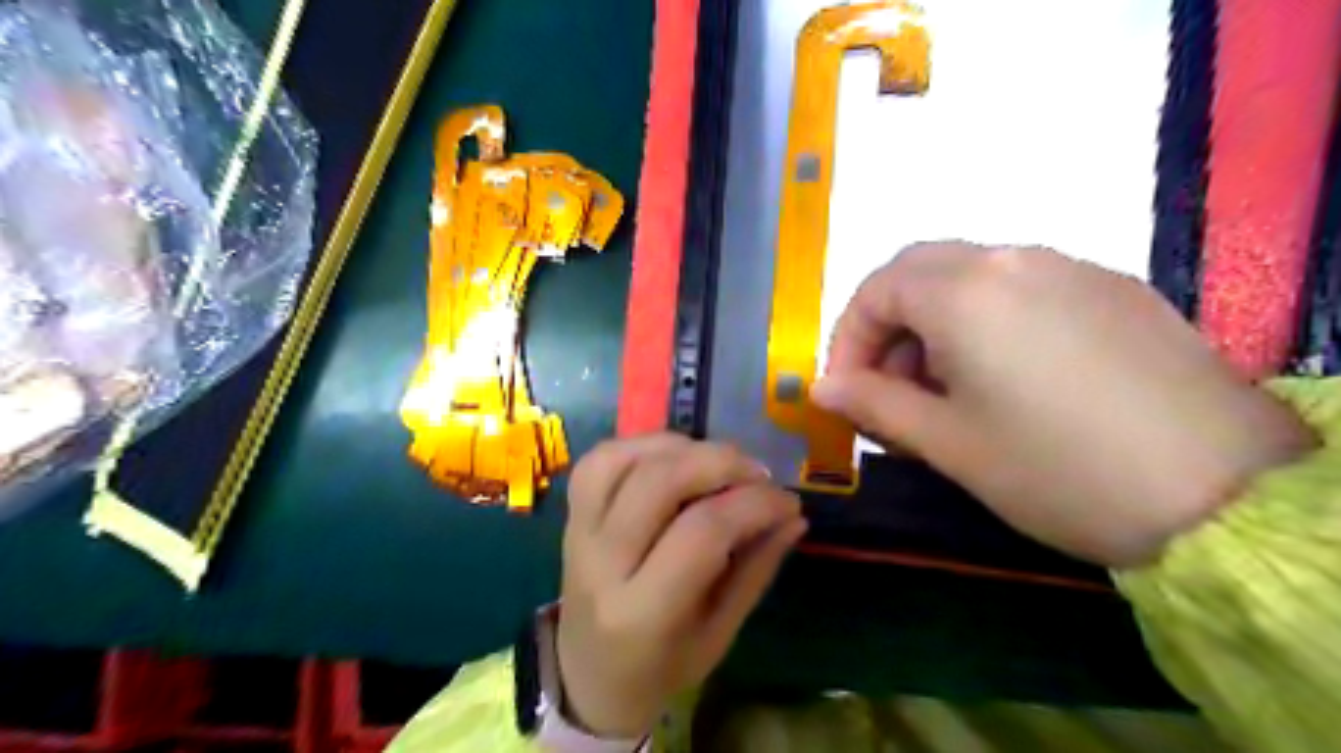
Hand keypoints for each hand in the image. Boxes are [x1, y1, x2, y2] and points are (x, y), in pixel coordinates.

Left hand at [559, 433, 805, 737]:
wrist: (589, 676)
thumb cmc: (662, 666)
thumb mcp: (720, 633)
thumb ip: (756, 569)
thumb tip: (794, 515)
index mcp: (643, 612)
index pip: (703, 532)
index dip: (754, 504)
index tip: (788, 501)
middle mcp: (601, 564)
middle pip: (660, 482)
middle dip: (721, 462)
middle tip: (758, 474)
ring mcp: (578, 533)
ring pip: (624, 460)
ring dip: (682, 447)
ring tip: (718, 462)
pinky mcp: (570, 514)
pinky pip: (600, 458)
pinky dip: (644, 445)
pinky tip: (677, 456)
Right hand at [813, 240, 1316, 563]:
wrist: (1224, 494)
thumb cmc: (1055, 468)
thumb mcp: (946, 442)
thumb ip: (874, 404)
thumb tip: (822, 387)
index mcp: (965, 291)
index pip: (876, 290)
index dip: (848, 340)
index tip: (848, 391)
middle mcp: (1014, 259)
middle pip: (920, 272)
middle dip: (889, 328)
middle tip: (891, 390)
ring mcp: (1071, 268)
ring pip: (971, 279)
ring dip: (936, 326)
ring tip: (947, 394)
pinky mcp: (1113, 291)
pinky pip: (1022, 290)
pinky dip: (986, 324)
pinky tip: (1007, 382)